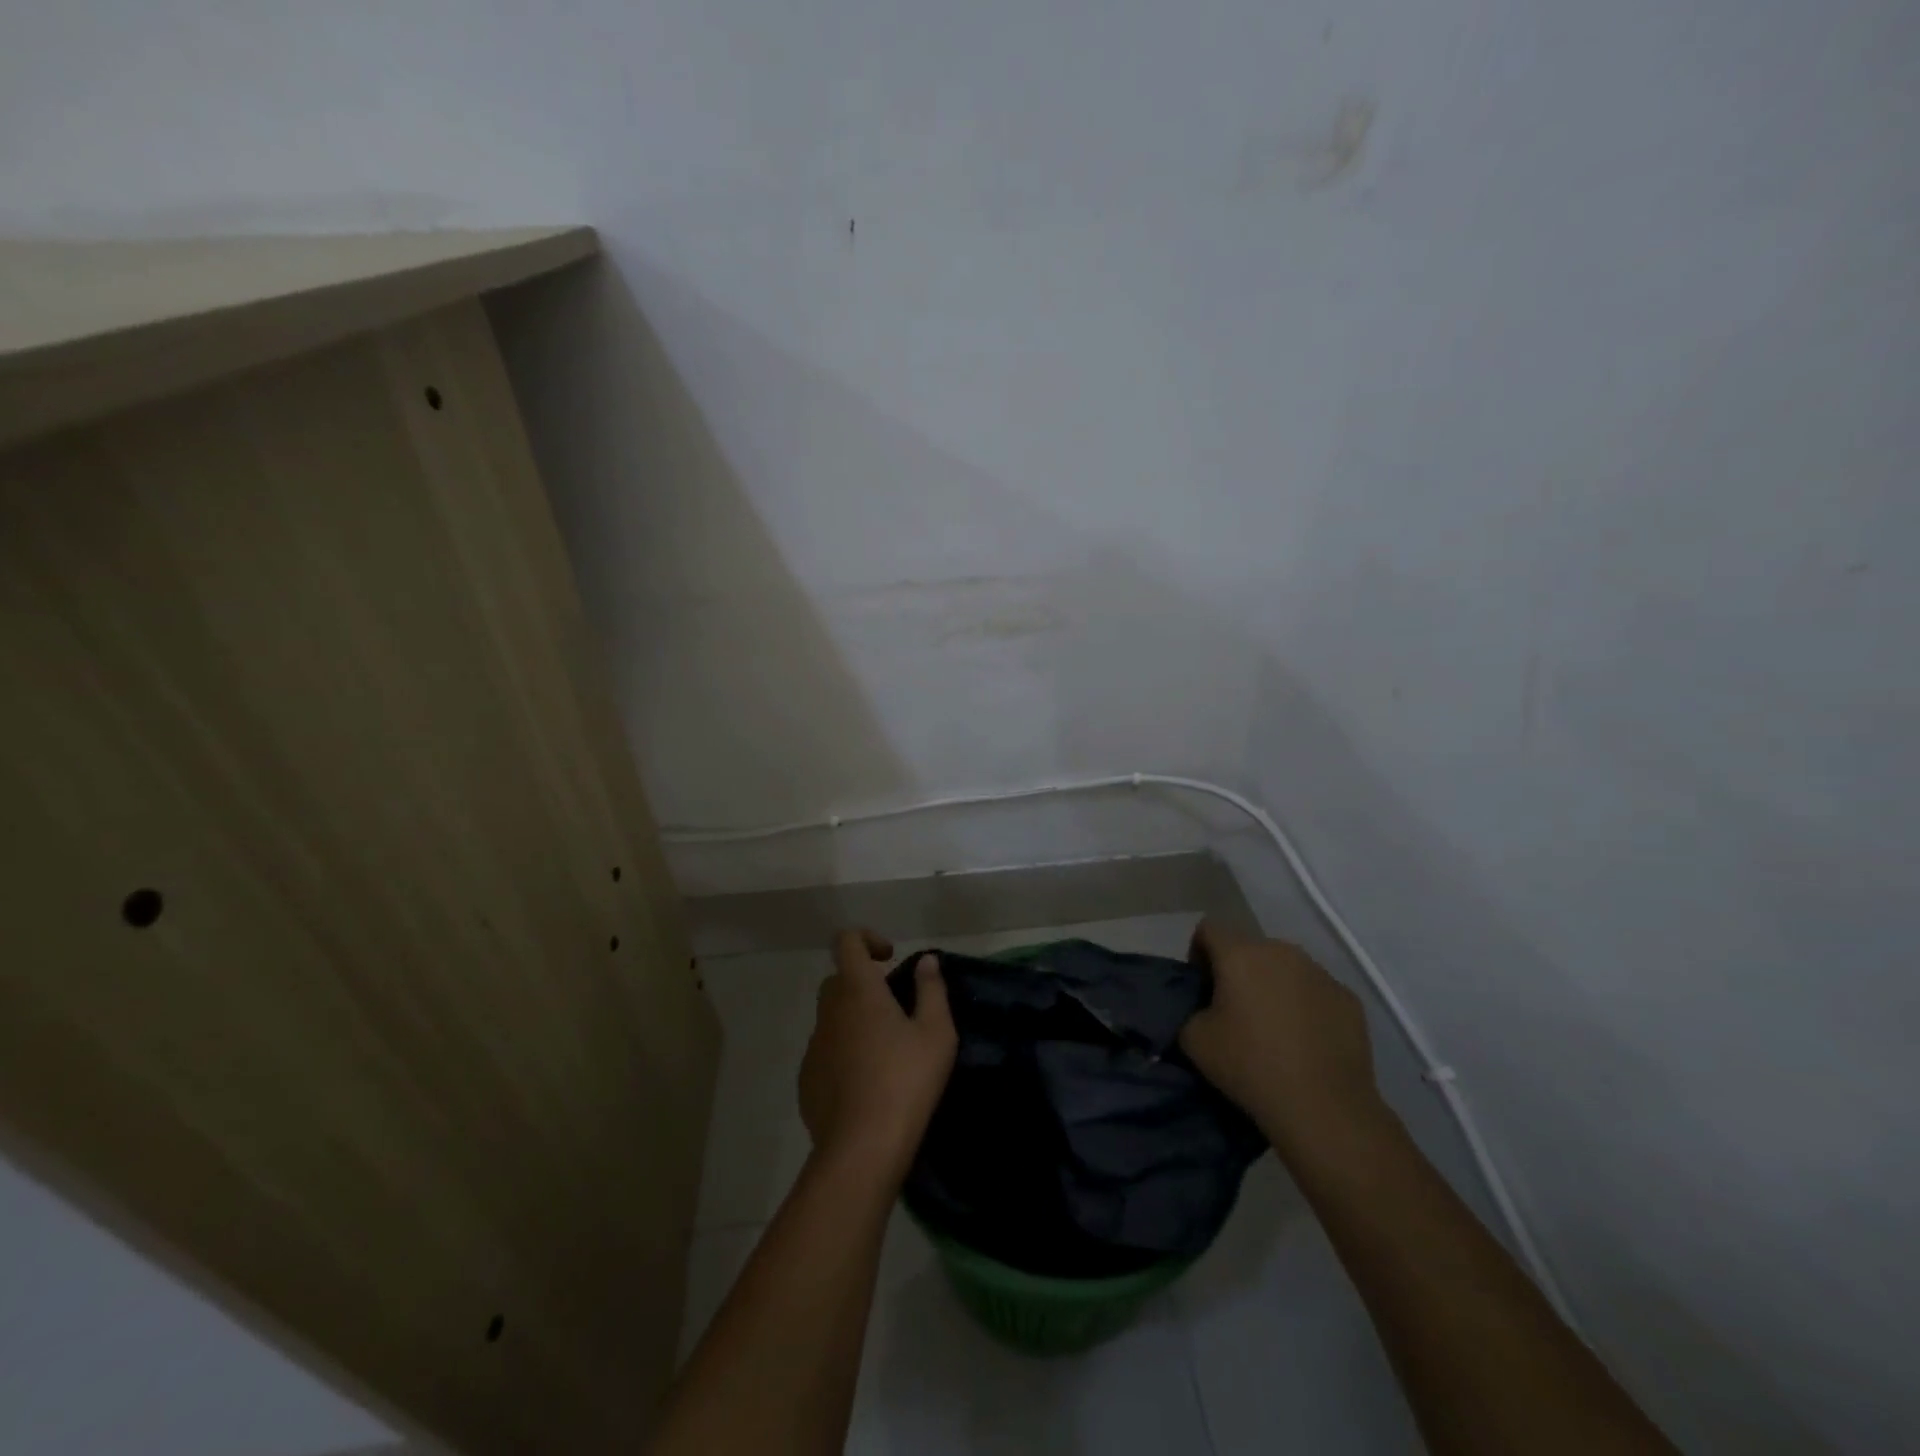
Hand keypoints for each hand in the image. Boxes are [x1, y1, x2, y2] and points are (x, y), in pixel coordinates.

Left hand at [799, 929, 957, 1185]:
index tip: (890, 960)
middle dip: (863, 984)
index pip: (847, 942)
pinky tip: (866, 1082)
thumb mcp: (936, 1033)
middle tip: (895, 1009)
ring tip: (885, 1051)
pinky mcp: (806, 1079)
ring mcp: (814, 1046)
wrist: (862, 1148)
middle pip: (838, 980)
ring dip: (854, 1020)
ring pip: (831, 1017)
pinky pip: (825, 1051)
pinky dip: (843, 1053)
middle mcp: (829, 1011)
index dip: (866, 939)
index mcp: (858, 990)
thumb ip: (931, 989)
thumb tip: (926, 961)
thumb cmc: (906, 1080)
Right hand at [1180, 919, 1384, 1158]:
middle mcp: (1281, 951)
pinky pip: (1315, 991)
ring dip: (1273, 986)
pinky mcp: (1348, 998)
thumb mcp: (1193, 1040)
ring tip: (1273, 1028)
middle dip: (1238, 971)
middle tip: (1234, 1012)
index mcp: (1240, 954)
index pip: (1209, 929)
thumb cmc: (1250, 1066)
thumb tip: (1202, 1008)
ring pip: (1285, 968)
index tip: (1202, 989)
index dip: (1198, 954)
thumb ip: (1189, 1011)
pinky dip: (1305, 1006)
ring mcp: (1320, 973)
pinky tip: (1305, 1042)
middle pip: (1249, 948)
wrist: (1324, 1108)